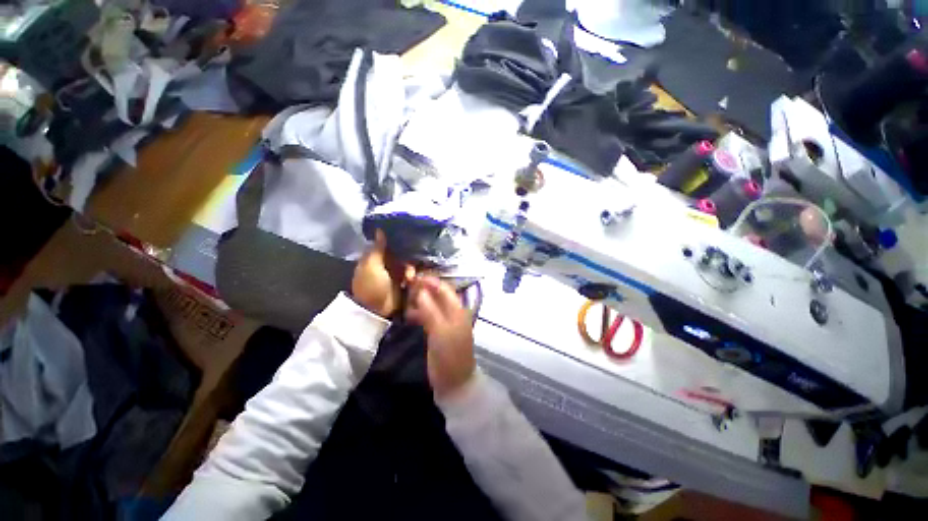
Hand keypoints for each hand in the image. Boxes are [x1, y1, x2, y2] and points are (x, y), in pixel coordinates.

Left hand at [351, 230, 414, 317]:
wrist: (377, 311)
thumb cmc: (371, 286)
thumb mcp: (371, 266)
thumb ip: (377, 248)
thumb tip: (380, 229)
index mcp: (375, 257)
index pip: (387, 243)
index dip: (396, 239)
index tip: (407, 235)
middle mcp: (386, 262)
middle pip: (401, 252)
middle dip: (407, 256)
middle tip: (408, 263)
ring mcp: (396, 273)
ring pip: (408, 263)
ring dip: (410, 269)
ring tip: (409, 277)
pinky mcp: (404, 282)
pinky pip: (412, 273)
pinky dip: (413, 276)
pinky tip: (412, 281)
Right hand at [406, 276, 475, 397]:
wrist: (454, 382)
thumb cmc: (449, 355)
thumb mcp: (440, 331)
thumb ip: (430, 310)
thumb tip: (419, 291)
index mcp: (457, 310)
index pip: (443, 288)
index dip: (429, 281)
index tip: (412, 278)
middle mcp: (453, 312)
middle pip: (437, 295)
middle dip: (422, 290)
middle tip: (405, 289)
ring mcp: (445, 321)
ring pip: (431, 305)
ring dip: (419, 301)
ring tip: (404, 301)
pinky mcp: (438, 331)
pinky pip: (428, 316)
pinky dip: (419, 313)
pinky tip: (408, 315)